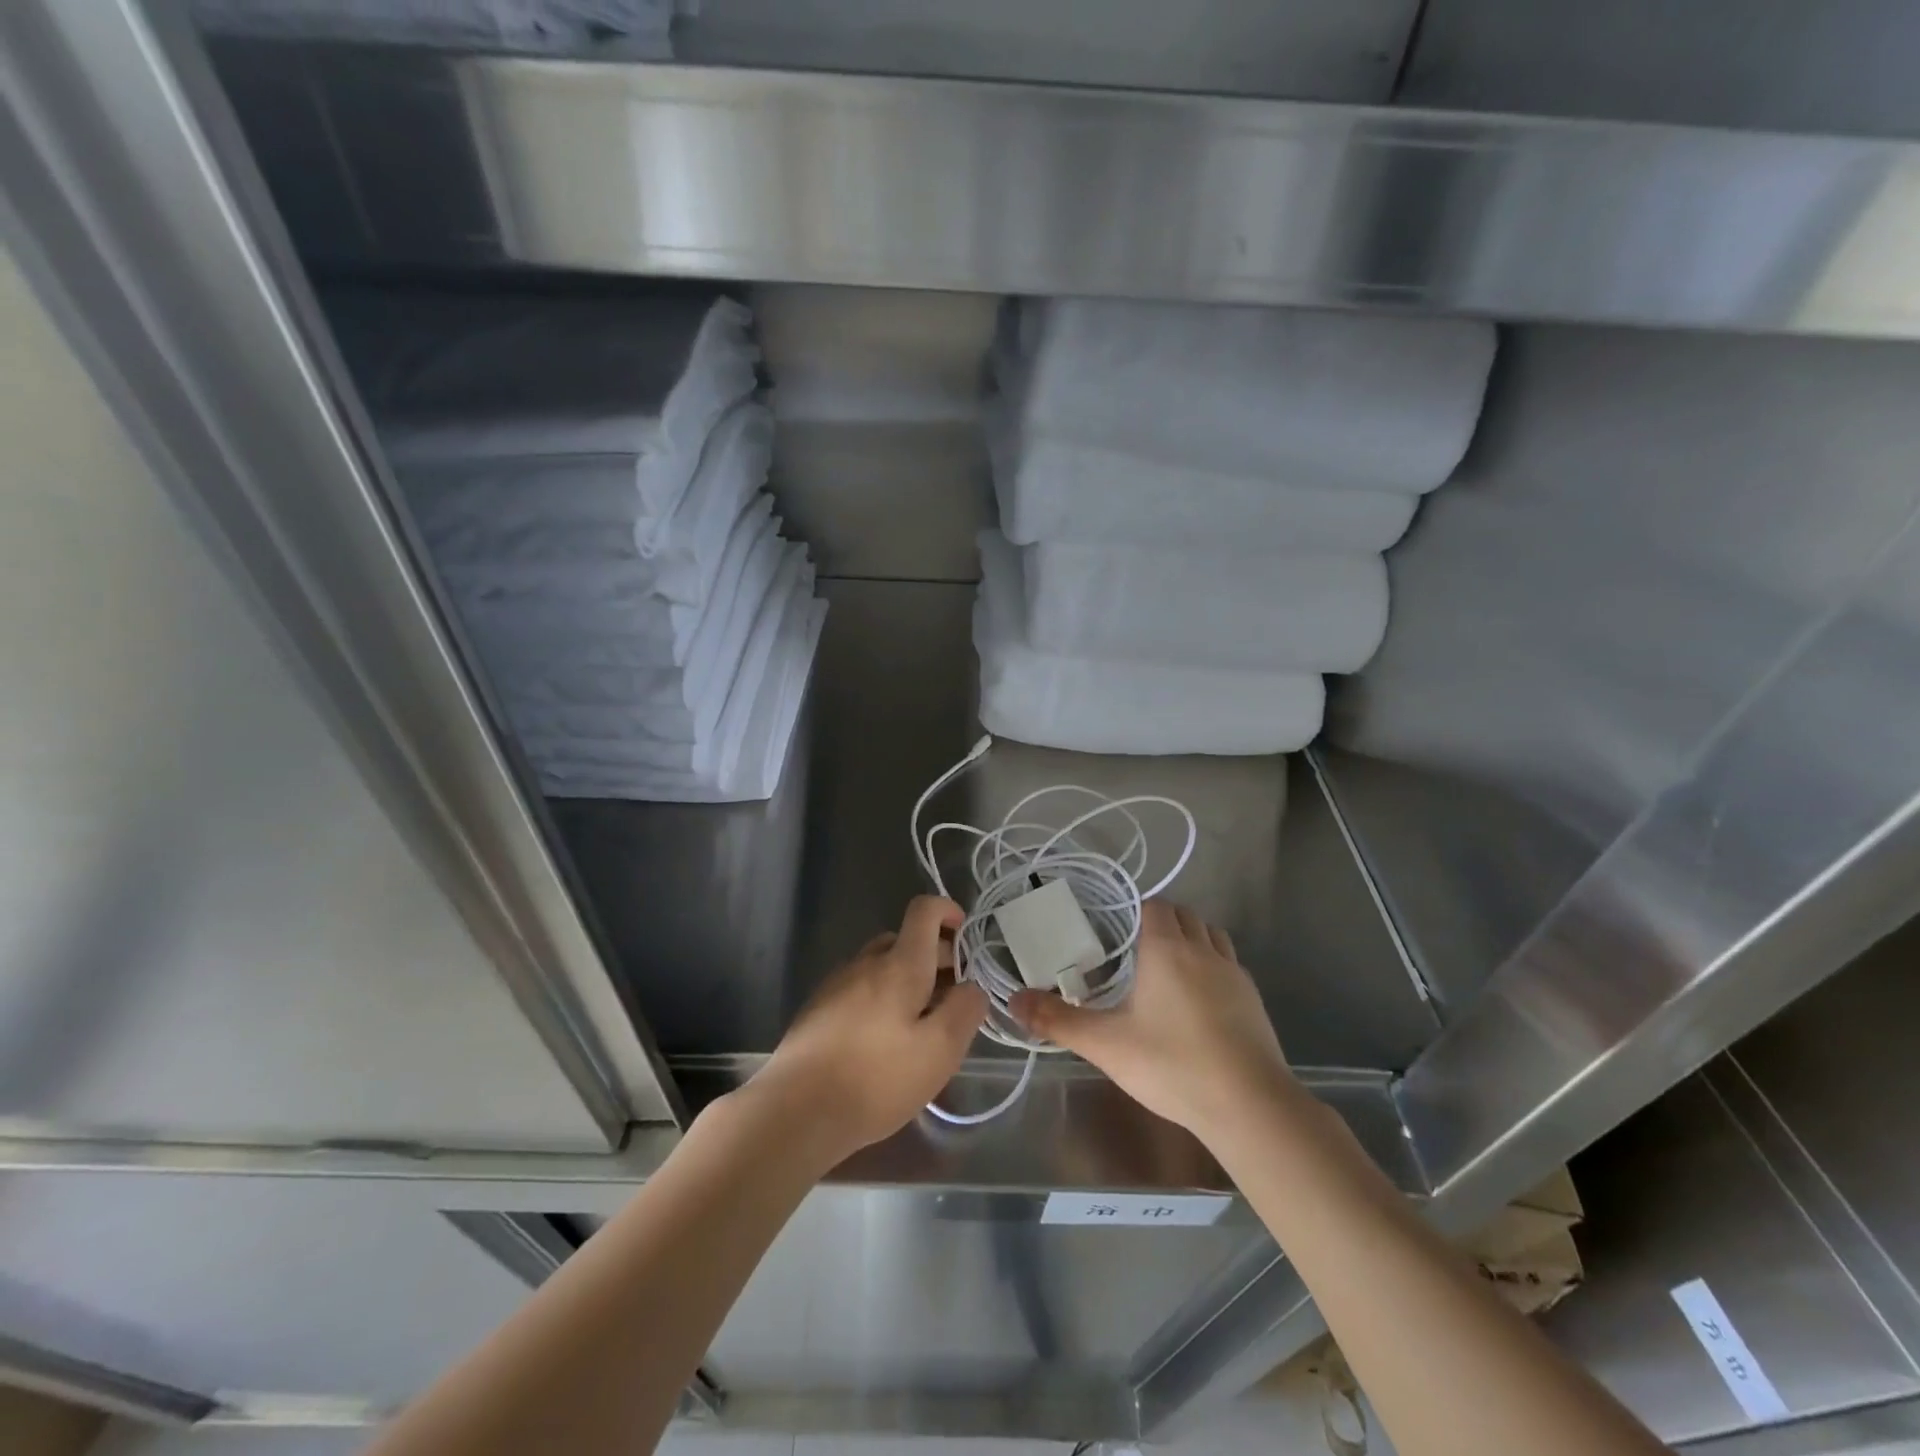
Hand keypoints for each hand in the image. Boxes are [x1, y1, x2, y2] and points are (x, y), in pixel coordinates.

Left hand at [748, 896, 987, 1164]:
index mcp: (899, 963)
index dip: (947, 911)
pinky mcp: (818, 1009)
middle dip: (935, 959)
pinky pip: (860, 989)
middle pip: (905, 941)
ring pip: (881, 966)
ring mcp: (836, 984)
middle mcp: (866, 962)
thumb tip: (972, 986)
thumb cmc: (875, 1078)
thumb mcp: (939, 1050)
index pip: (923, 911)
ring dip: (907, 982)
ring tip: (921, 1027)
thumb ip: (965, 1010)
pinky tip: (883, 1044)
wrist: (794, 1111)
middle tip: (954, 1000)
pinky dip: (881, 1000)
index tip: (965, 936)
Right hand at [1011, 900, 1293, 1144]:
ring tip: (1168, 970)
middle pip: (1185, 915)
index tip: (1116, 932)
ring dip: (1192, 940)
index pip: (1155, 906)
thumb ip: (1057, 1020)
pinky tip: (1199, 1003)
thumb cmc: (1171, 1064)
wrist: (1248, 1105)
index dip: (1136, 911)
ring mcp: (1235, 974)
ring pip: (1212, 936)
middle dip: (1162, 922)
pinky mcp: (1255, 1001)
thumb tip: (1013, 1000)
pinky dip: (1213, 968)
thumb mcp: (1105, 1044)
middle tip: (1135, 951)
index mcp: (1167, 949)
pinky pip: (1230, 965)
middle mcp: (1203, 950)